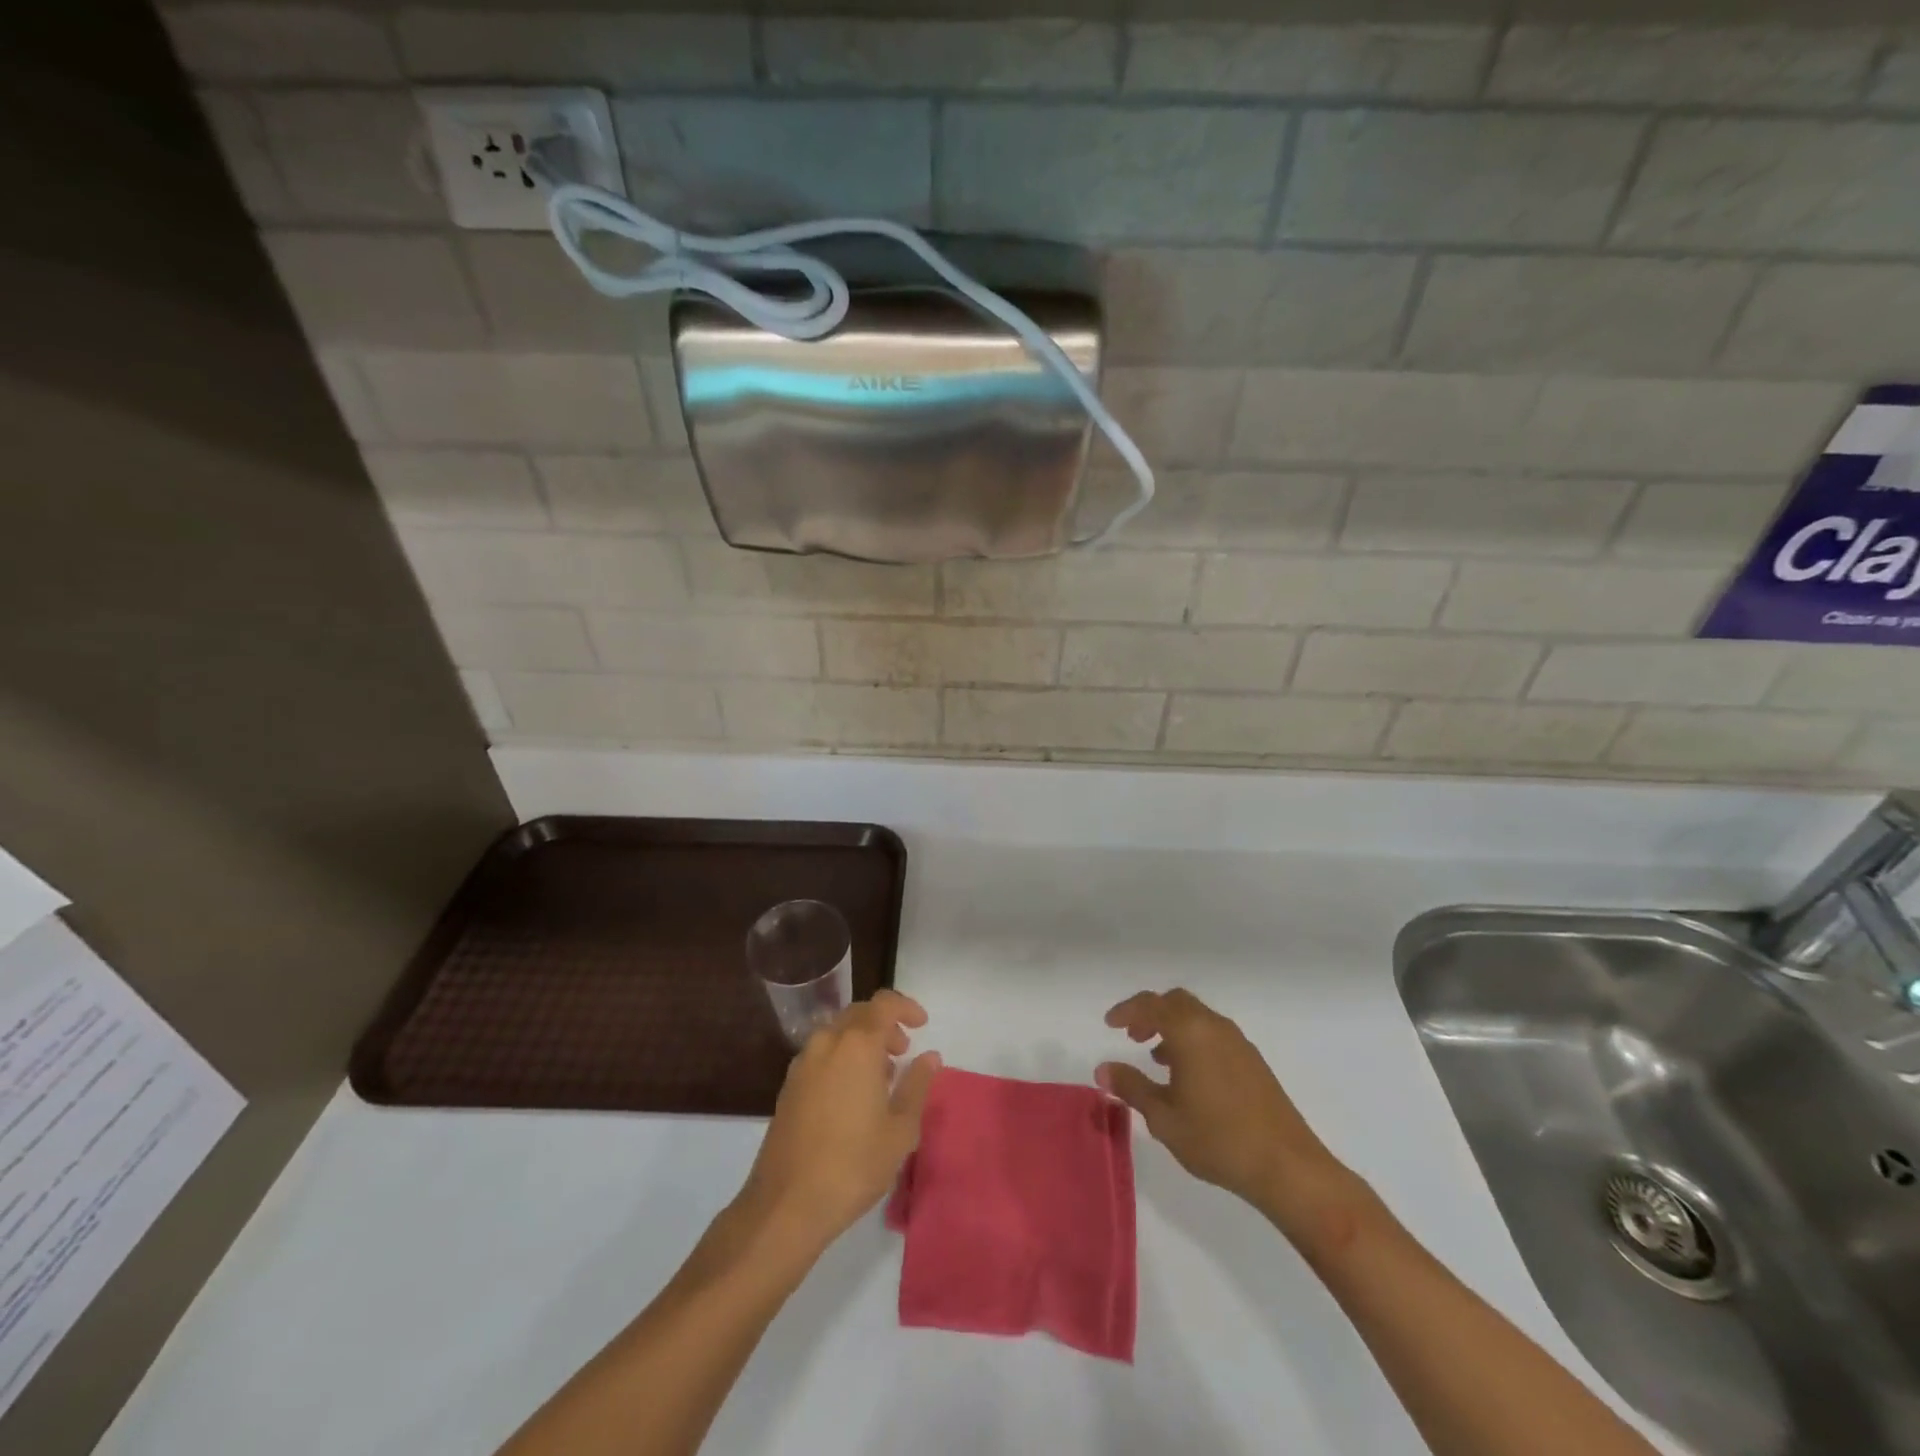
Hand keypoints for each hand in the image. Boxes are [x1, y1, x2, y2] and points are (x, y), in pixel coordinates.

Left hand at [737, 990, 940, 1252]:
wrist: (787, 1204)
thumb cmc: (854, 1164)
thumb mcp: (901, 1129)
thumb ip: (917, 1085)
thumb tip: (930, 1056)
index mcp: (857, 1045)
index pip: (884, 1003)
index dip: (905, 1007)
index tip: (922, 1025)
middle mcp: (827, 1042)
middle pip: (859, 1014)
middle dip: (884, 1025)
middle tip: (903, 1051)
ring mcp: (802, 1063)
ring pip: (837, 1033)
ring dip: (861, 1042)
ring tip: (880, 1076)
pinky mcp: (788, 1086)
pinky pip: (821, 1054)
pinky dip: (841, 1058)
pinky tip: (851, 1094)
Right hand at [1098, 989, 1359, 1243]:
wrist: (1287, 1167)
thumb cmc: (1217, 1139)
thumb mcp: (1164, 1118)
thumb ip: (1132, 1087)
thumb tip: (1103, 1069)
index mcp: (1189, 1031)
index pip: (1150, 1005)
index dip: (1127, 1011)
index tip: (1110, 1024)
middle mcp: (1214, 1026)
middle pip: (1175, 1002)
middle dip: (1150, 1014)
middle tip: (1132, 1037)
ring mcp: (1238, 1042)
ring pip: (1197, 1017)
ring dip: (1172, 1028)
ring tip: (1157, 1059)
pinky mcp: (1253, 1061)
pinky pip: (1213, 1034)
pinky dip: (1193, 1040)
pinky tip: (1189, 1076)